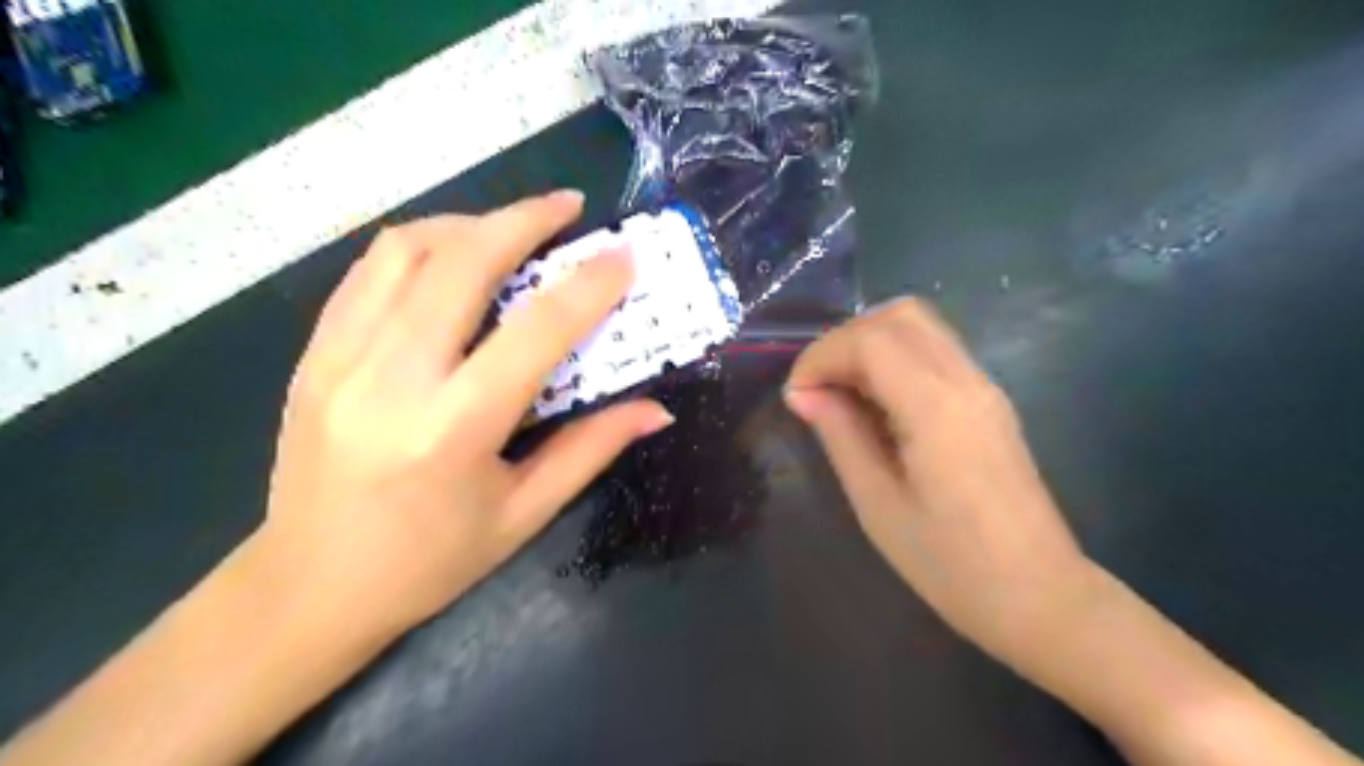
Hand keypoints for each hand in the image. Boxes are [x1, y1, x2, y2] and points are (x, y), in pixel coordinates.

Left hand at [248, 190, 670, 638]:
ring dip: (469, 223)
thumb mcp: (524, 513)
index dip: (589, 286)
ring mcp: (342, 357)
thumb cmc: (430, 561)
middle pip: (462, 261)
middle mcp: (394, 377)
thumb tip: (656, 409)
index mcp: (456, 427)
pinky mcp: (315, 354)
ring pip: (406, 250)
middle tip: (568, 206)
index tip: (624, 256)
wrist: (309, 587)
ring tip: (510, 230)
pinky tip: (451, 259)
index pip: (536, 331)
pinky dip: (420, 247)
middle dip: (523, 218)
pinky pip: (369, 272)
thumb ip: (592, 448)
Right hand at [783, 299, 1100, 663]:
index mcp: (937, 407)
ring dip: (870, 342)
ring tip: (841, 391)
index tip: (796, 394)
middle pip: (899, 315)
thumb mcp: (877, 503)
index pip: (870, 341)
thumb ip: (839, 435)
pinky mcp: (990, 400)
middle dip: (844, 339)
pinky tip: (876, 401)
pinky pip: (936, 350)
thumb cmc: (950, 564)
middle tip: (817, 386)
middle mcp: (966, 380)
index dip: (821, 356)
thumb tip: (802, 393)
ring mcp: (985, 386)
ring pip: (921, 325)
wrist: (1039, 596)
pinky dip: (895, 356)